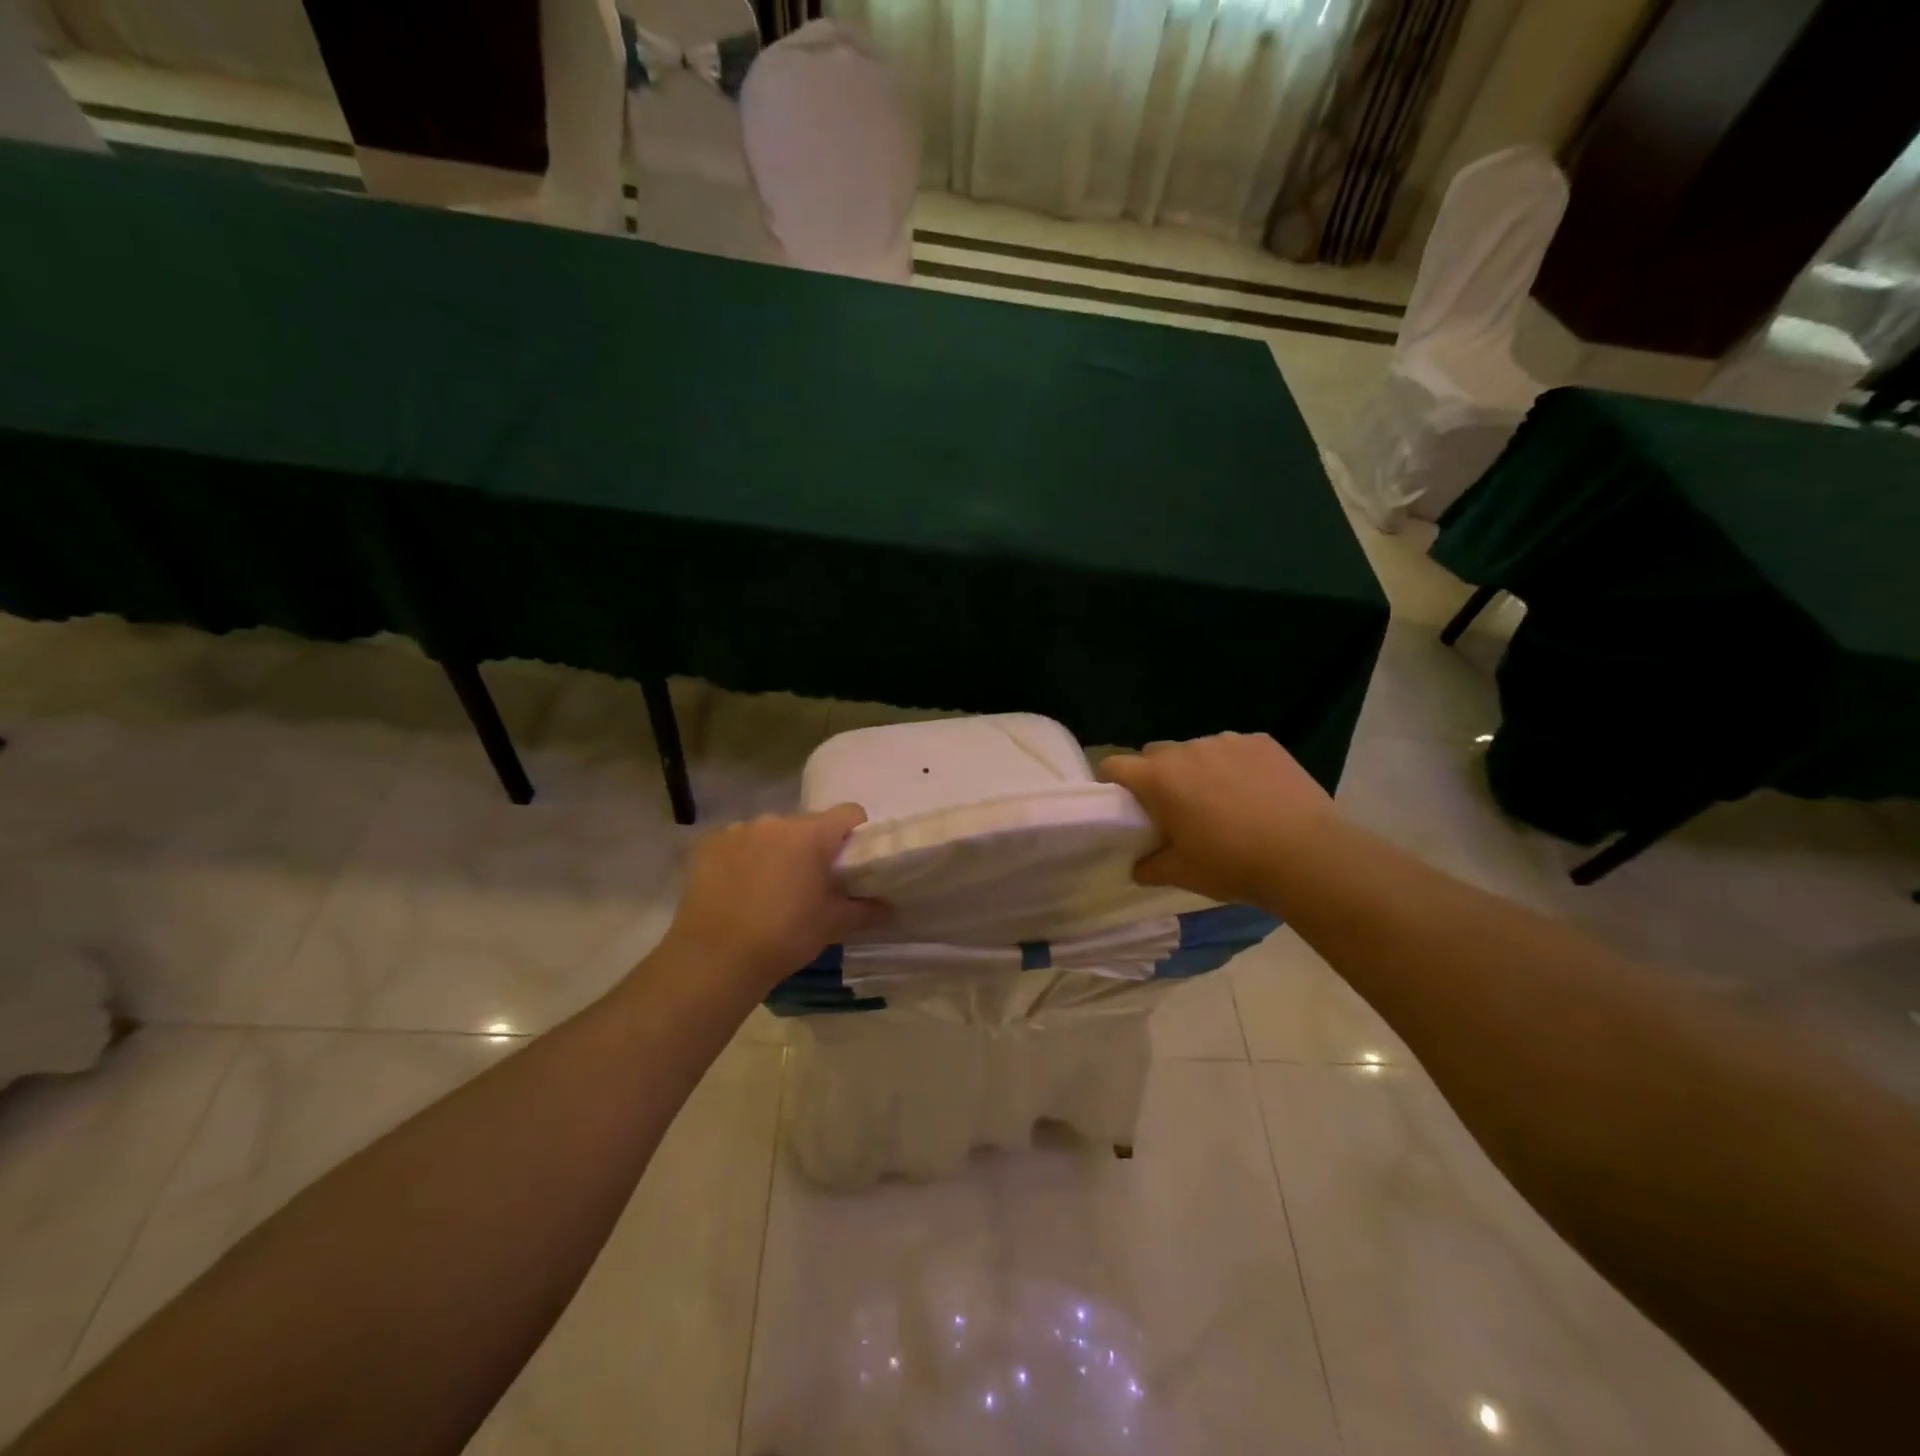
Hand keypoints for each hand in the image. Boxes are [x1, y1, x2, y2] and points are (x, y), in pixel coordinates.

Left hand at [656, 804, 884, 993]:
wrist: (715, 959)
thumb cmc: (784, 937)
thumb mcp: (832, 924)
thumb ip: (864, 909)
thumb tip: (888, 906)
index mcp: (811, 834)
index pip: (849, 813)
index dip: (856, 833)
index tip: (852, 862)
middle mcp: (775, 821)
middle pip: (807, 825)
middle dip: (813, 848)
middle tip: (811, 883)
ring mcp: (738, 830)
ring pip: (771, 833)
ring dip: (777, 851)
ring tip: (770, 889)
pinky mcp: (709, 845)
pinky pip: (738, 843)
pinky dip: (744, 859)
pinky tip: (739, 890)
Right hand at [1097, 733, 1334, 904]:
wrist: (1308, 856)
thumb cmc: (1233, 865)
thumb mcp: (1182, 874)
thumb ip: (1150, 866)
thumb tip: (1137, 866)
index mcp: (1158, 779)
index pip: (1114, 765)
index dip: (1113, 783)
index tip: (1125, 806)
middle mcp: (1186, 750)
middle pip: (1155, 754)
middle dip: (1157, 776)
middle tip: (1176, 809)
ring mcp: (1226, 741)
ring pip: (1196, 750)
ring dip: (1197, 770)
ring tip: (1223, 801)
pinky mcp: (1261, 742)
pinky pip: (1234, 748)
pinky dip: (1234, 765)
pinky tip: (1255, 793)